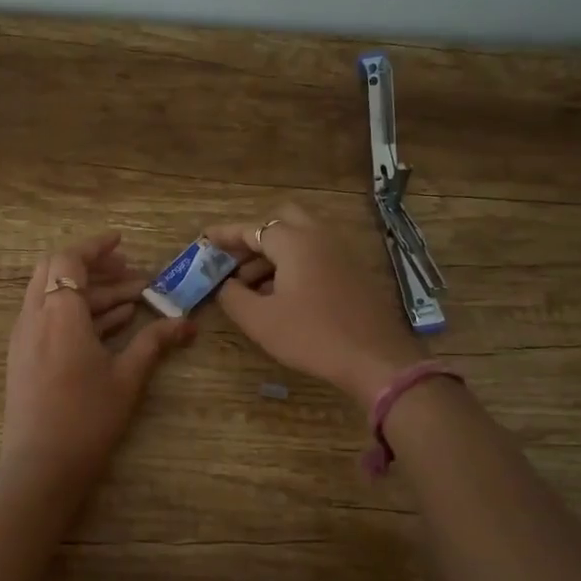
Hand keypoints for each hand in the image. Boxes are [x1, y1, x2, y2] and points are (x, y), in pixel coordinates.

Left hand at [0, 232, 195, 496]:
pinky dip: (76, 313)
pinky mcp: (24, 357)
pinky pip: (48, 318)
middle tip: (128, 271)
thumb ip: (154, 342)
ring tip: (132, 300)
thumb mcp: (127, 378)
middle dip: (92, 266)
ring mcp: (24, 338)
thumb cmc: (87, 418)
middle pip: (55, 271)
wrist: (41, 468)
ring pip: (52, 295)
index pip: (69, 260)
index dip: (95, 247)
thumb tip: (187, 323)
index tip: (122, 242)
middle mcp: (34, 317)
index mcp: (58, 314)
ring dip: (89, 292)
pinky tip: (109, 325)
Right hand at [207, 205, 426, 407]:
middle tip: (233, 262)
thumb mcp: (260, 320)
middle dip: (253, 238)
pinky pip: (315, 256)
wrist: (375, 358)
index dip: (226, 234)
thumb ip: (233, 296)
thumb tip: (224, 284)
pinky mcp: (352, 272)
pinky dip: (293, 264)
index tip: (204, 239)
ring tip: (249, 286)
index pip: (252, 228)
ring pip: (299, 239)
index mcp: (294, 242)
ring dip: (272, 254)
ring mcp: (340, 253)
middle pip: (281, 221)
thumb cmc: (312, 336)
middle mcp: (319, 237)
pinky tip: (280, 296)